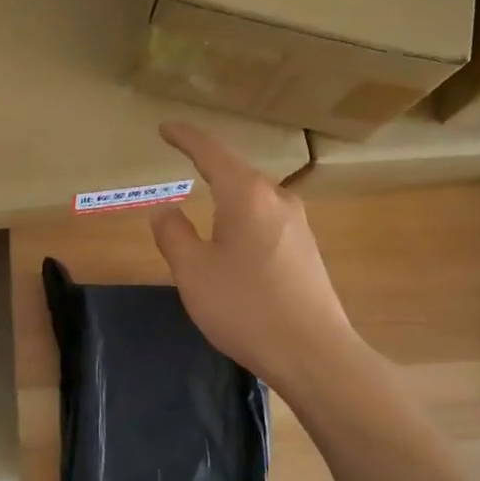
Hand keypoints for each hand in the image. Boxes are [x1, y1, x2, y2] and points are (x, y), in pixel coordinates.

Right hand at [149, 121, 357, 391]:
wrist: (313, 352)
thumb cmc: (245, 308)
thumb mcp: (193, 273)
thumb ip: (174, 235)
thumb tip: (165, 210)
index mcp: (246, 195)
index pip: (211, 152)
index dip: (185, 137)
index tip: (165, 128)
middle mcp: (277, 199)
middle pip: (236, 172)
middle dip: (208, 166)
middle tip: (182, 162)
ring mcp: (298, 224)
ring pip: (254, 197)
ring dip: (228, 196)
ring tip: (205, 205)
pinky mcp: (307, 250)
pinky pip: (267, 220)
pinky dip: (243, 218)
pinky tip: (235, 241)